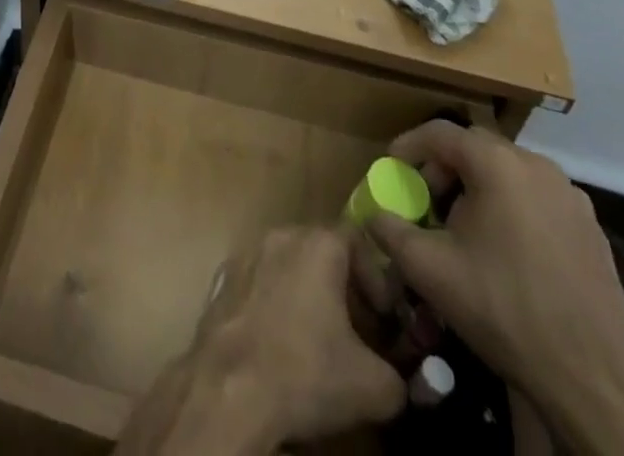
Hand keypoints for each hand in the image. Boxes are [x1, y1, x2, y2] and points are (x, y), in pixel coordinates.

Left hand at [194, 227, 406, 445]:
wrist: (230, 388)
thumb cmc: (306, 372)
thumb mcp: (374, 387)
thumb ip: (399, 376)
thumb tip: (398, 379)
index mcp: (317, 245)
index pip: (357, 240)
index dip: (376, 277)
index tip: (384, 319)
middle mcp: (280, 236)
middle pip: (321, 250)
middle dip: (345, 287)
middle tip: (358, 332)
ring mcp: (247, 254)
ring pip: (289, 264)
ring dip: (309, 294)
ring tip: (321, 340)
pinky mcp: (223, 278)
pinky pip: (261, 282)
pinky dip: (277, 303)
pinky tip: (281, 344)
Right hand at [357, 123, 623, 455]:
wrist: (592, 382)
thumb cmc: (503, 310)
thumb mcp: (428, 269)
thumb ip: (389, 230)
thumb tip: (373, 215)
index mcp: (497, 164)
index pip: (439, 133)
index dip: (408, 147)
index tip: (392, 171)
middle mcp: (537, 167)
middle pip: (475, 149)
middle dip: (443, 169)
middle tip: (425, 202)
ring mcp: (571, 198)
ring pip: (509, 173)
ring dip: (479, 188)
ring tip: (463, 228)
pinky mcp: (592, 230)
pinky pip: (538, 200)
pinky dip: (512, 208)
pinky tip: (505, 251)